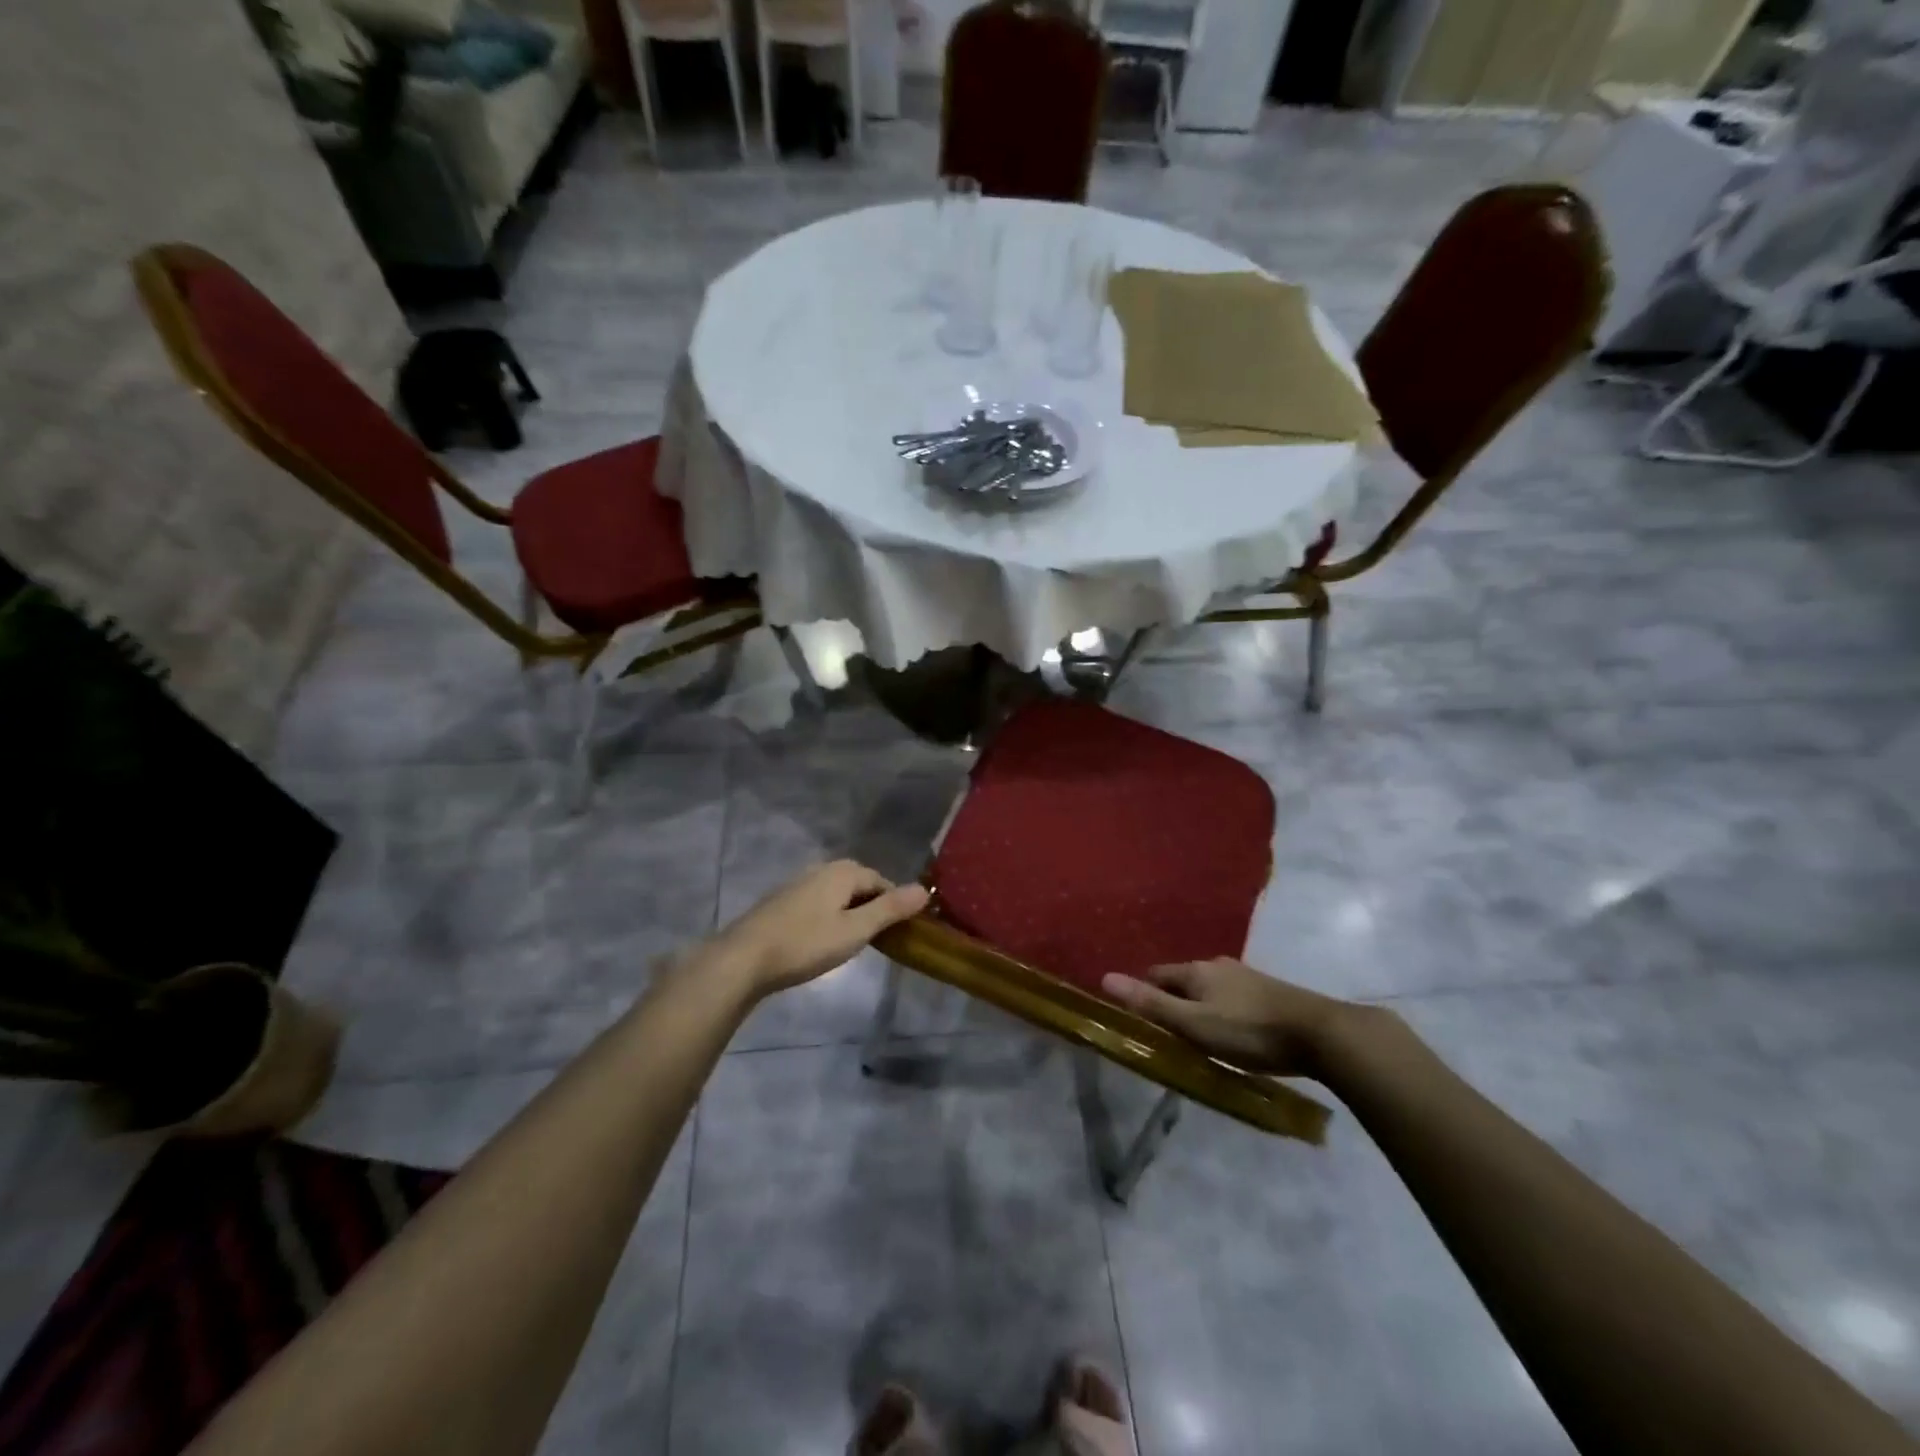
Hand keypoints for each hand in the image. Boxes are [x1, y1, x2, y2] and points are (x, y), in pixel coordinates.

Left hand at [709, 861, 929, 996]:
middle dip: (872, 906)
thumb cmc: (805, 944)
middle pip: (859, 884)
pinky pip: (818, 903)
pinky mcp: (782, 902)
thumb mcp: (855, 930)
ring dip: (850, 913)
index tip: (901, 932)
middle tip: (879, 939)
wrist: (744, 958)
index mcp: (843, 872)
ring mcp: (798, 884)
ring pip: (837, 894)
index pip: (881, 881)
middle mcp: (821, 869)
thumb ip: (890, 909)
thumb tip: (925, 889)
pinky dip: (829, 917)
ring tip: (853, 942)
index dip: (895, 904)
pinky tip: (823, 940)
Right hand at [1100, 958, 1354, 1077]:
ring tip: (1195, 1034)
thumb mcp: (1195, 1025)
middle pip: (1182, 979)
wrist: (1321, 1033)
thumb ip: (1152, 1005)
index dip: (1142, 991)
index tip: (1137, 1016)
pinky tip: (1230, 1030)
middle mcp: (1218, 965)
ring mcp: (1246, 976)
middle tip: (1165, 1031)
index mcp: (1196, 970)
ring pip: (1209, 987)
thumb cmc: (1250, 1031)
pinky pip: (1231, 996)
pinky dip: (1221, 1009)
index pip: (1156, 974)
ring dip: (1197, 1005)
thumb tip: (1105, 978)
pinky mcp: (1269, 991)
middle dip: (1170, 999)